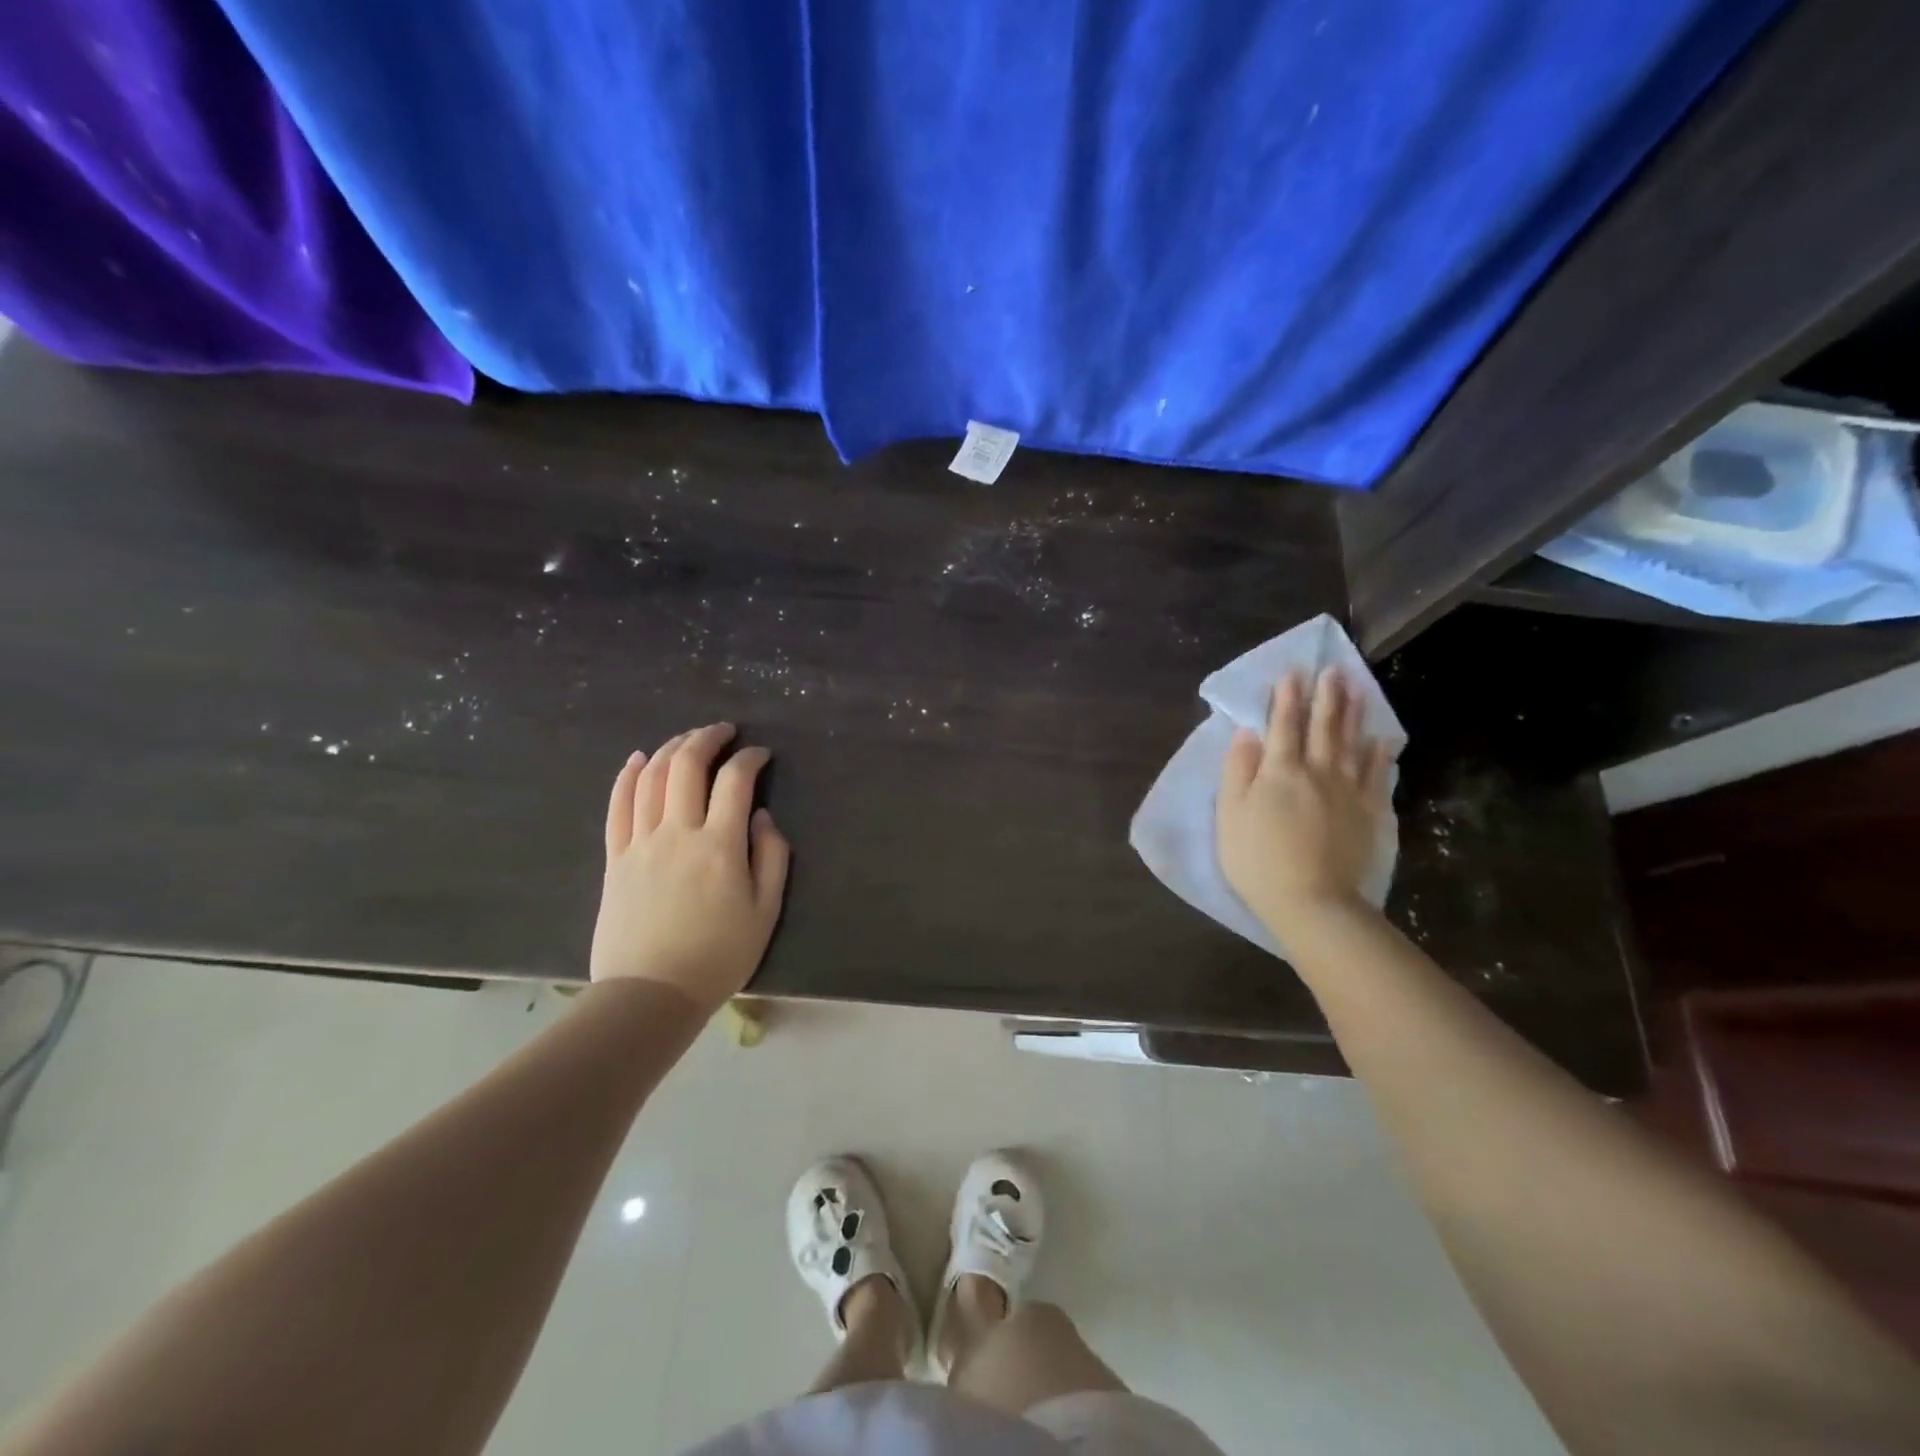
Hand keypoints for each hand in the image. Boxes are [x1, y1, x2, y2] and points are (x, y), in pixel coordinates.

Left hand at [590, 723, 790, 1014]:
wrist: (651, 994)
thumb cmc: (718, 956)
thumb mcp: (765, 911)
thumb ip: (771, 857)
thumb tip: (762, 817)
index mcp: (720, 846)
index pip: (735, 781)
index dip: (750, 758)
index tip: (761, 755)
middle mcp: (677, 833)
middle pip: (686, 766)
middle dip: (707, 738)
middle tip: (723, 731)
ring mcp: (640, 843)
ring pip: (651, 778)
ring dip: (671, 748)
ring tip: (688, 739)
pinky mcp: (615, 858)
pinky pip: (618, 806)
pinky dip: (627, 776)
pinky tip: (637, 759)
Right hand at [1217, 669, 1394, 938]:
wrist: (1315, 903)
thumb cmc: (1259, 860)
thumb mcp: (1231, 815)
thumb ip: (1238, 771)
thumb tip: (1247, 733)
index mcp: (1280, 770)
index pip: (1283, 724)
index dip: (1287, 697)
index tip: (1293, 672)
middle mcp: (1318, 771)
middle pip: (1324, 726)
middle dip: (1326, 695)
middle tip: (1333, 670)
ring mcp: (1350, 791)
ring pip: (1353, 742)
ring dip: (1355, 713)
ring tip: (1357, 689)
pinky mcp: (1373, 813)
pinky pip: (1378, 774)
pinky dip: (1380, 753)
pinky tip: (1382, 740)